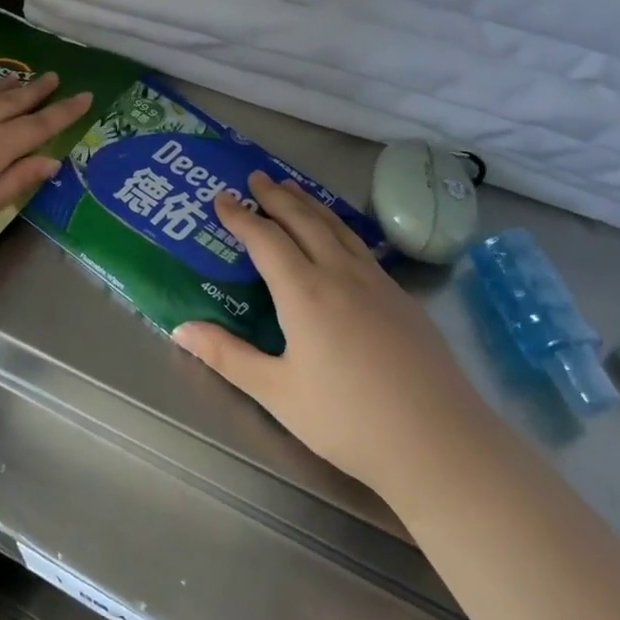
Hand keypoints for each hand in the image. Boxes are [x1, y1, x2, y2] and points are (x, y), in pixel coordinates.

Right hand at [174, 172, 475, 493]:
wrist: (439, 442)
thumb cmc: (347, 420)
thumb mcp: (277, 393)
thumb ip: (227, 356)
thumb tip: (180, 329)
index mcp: (305, 293)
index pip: (266, 239)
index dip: (241, 217)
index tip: (221, 198)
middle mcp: (341, 275)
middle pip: (305, 221)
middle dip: (277, 197)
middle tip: (257, 177)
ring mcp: (377, 284)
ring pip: (338, 228)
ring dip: (310, 205)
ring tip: (293, 190)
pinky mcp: (402, 299)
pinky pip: (361, 247)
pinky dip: (338, 228)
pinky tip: (340, 239)